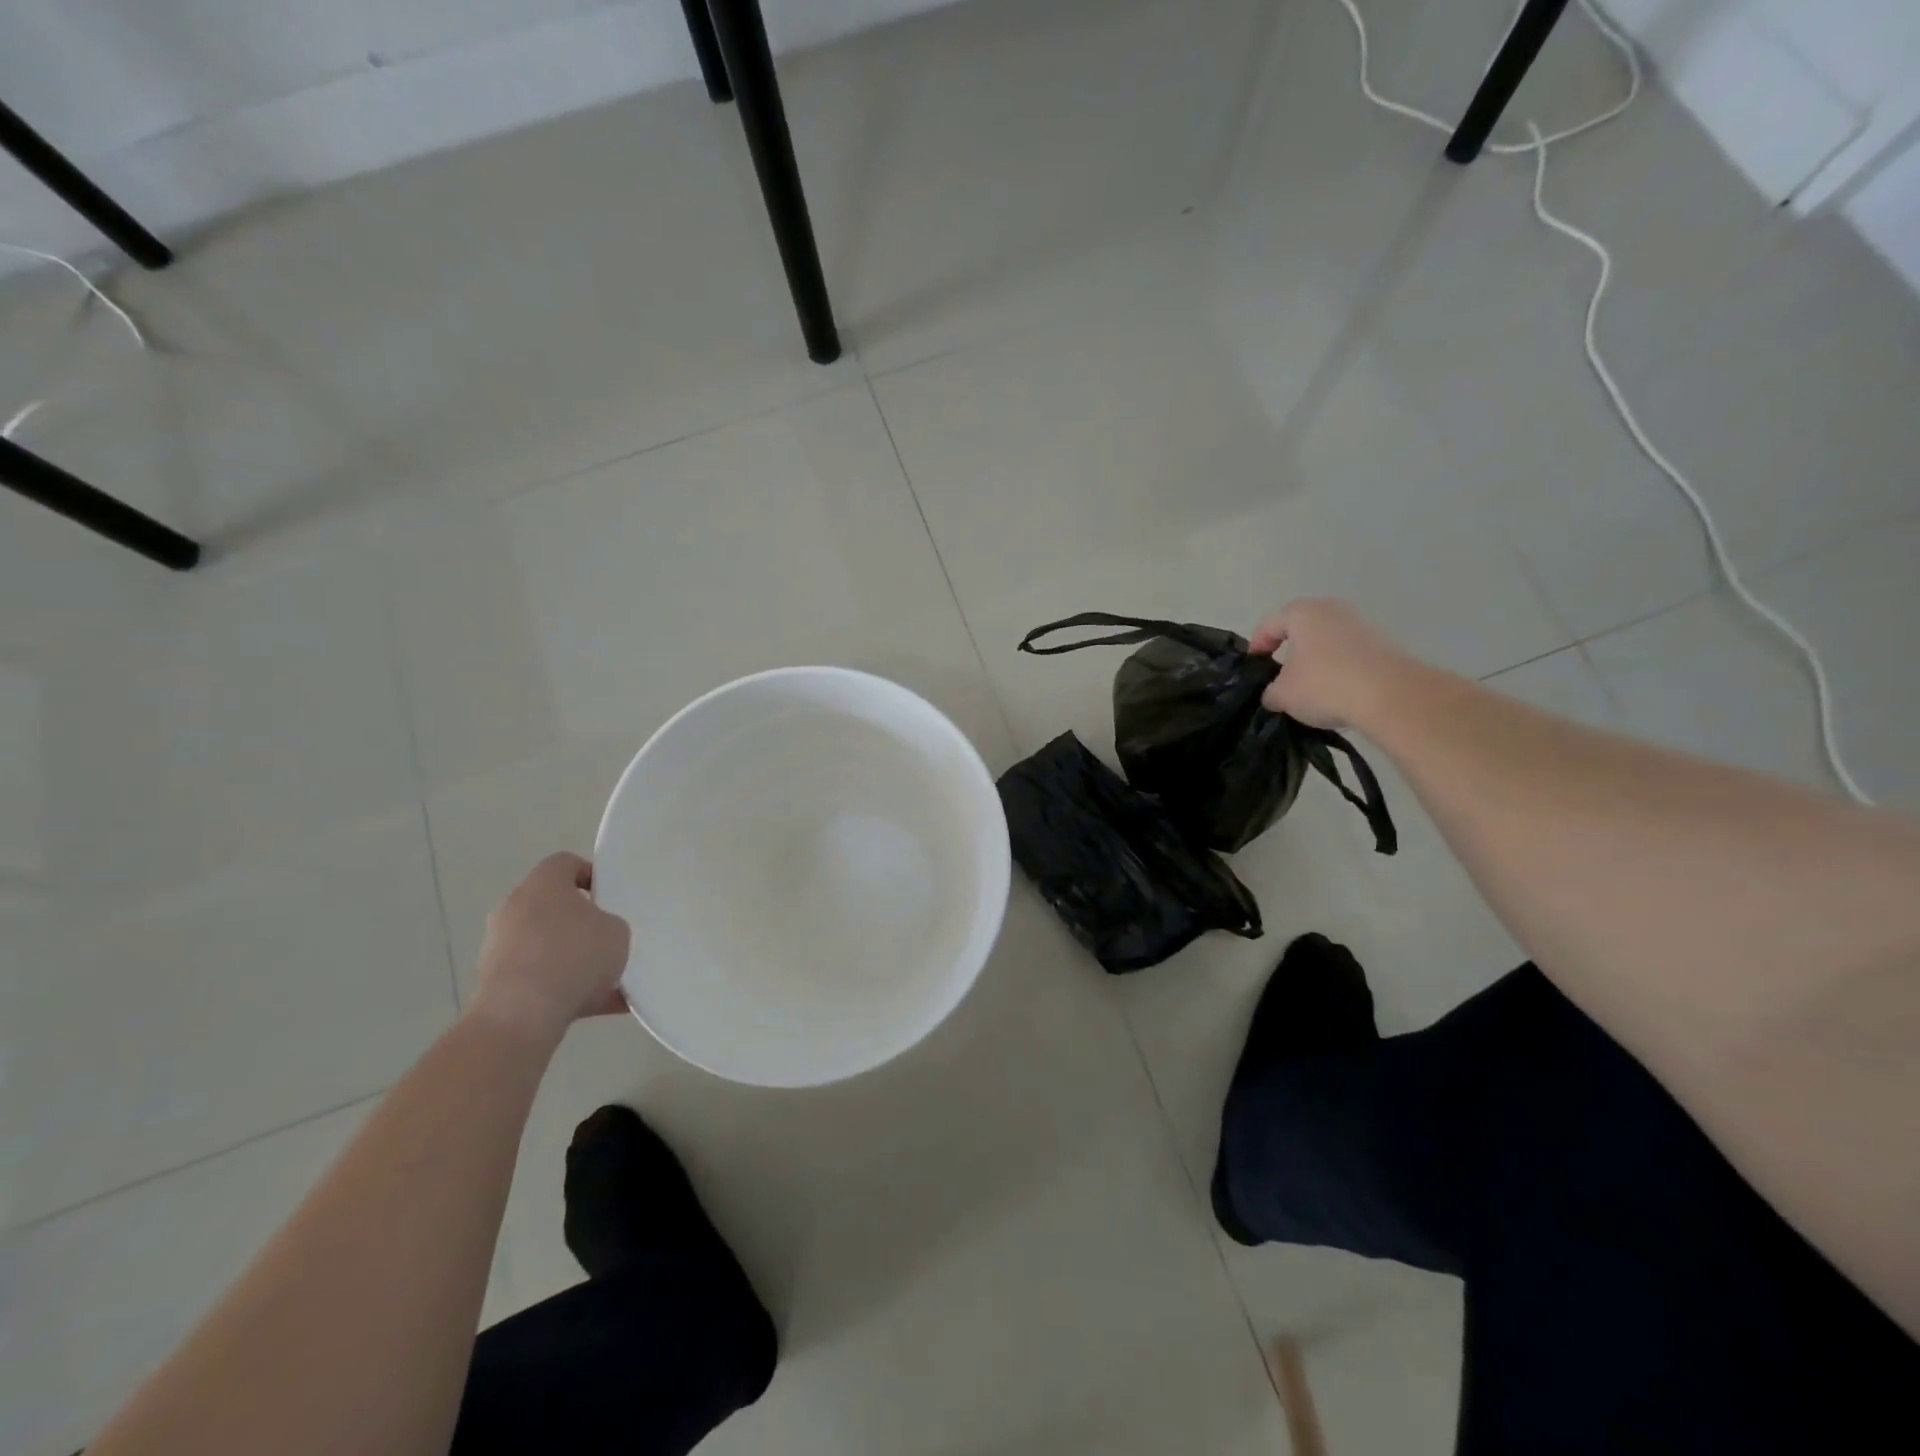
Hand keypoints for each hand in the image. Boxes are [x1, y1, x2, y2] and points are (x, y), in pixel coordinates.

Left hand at [470, 853, 631, 1040]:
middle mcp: (514, 908)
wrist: (521, 1015)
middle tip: (608, 937)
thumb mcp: (617, 932)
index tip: (611, 895)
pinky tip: (601, 1006)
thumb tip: (598, 933)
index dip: (591, 874)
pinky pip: (540, 978)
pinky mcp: (495, 981)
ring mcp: (500, 946)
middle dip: (581, 922)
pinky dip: (565, 989)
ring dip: (573, 959)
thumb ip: (610, 924)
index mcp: (543, 884)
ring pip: (546, 945)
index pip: (565, 863)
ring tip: (610, 981)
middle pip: (553, 906)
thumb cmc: (574, 956)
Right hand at [1249, 598, 1416, 729]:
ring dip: (1316, 659)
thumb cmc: (1325, 685)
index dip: (1257, 646)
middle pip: (1301, 628)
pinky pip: (1349, 653)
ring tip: (1310, 686)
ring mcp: (1362, 624)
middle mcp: (1332, 610)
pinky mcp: (1384, 643)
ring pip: (1327, 640)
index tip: (1254, 667)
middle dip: (1289, 650)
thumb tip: (1275, 694)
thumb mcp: (1282, 695)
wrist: (1391, 695)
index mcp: (1303, 613)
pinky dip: (1339, 668)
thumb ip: (1270, 691)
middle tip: (1280, 674)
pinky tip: (1337, 691)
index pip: (1270, 624)